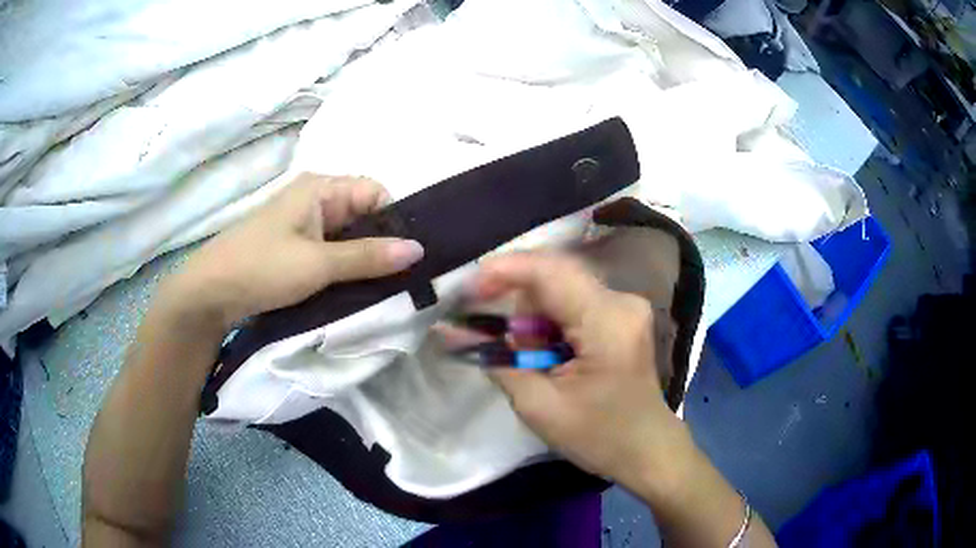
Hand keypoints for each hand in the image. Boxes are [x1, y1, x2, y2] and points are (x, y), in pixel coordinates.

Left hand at [157, 174, 423, 332]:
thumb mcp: (318, 264)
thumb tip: (419, 249)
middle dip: (382, 243)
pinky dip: (346, 267)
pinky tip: (355, 288)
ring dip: (364, 259)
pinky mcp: (296, 247)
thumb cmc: (262, 268)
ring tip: (382, 286)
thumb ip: (368, 256)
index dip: (394, 219)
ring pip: (349, 236)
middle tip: (402, 277)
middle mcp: (315, 199)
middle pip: (364, 214)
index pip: (375, 192)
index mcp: (320, 187)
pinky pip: (332, 251)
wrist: (210, 293)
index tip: (409, 255)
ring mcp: (304, 224)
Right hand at [468, 252, 691, 493]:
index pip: (550, 273)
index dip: (503, 270)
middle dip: (512, 295)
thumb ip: (497, 360)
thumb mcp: (539, 407)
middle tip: (480, 324)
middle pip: (554, 275)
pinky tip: (540, 348)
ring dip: (529, 311)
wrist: (647, 448)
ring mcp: (625, 305)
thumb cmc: (599, 437)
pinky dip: (547, 319)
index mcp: (607, 323)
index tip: (466, 289)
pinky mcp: (621, 314)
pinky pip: (573, 300)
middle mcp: (621, 301)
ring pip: (561, 286)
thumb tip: (454, 329)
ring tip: (517, 348)